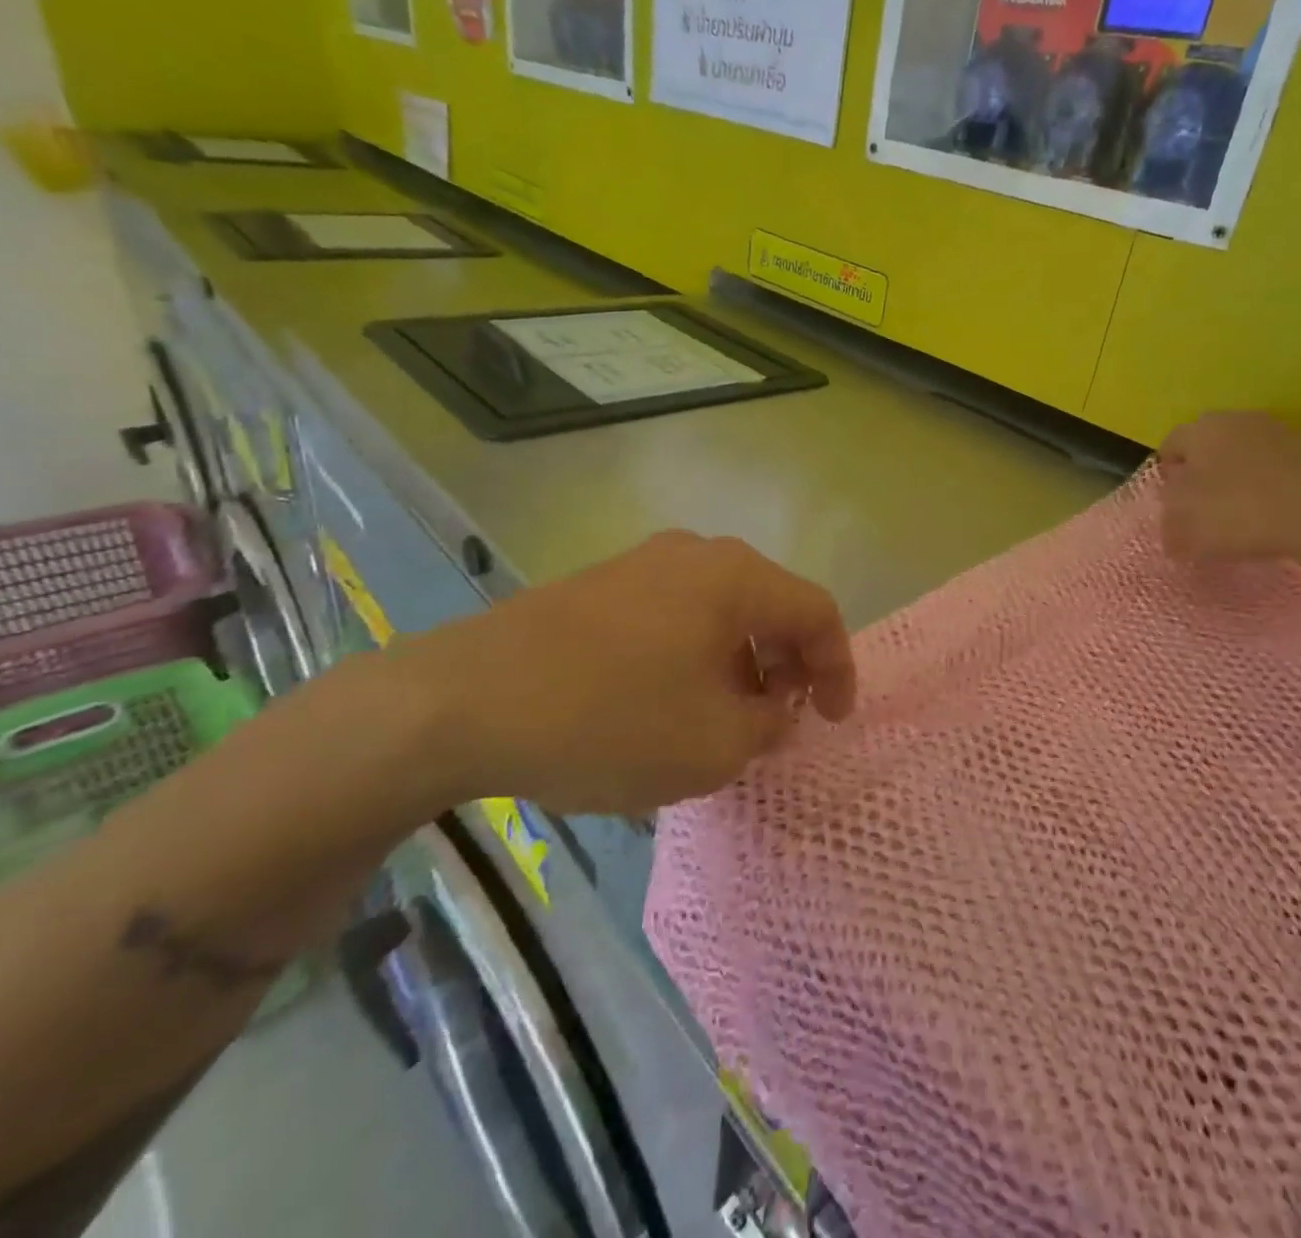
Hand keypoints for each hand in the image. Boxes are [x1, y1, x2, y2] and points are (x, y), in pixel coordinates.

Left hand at [382, 532, 856, 816]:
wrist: (461, 702)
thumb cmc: (609, 720)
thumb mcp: (712, 745)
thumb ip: (767, 727)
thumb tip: (774, 712)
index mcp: (735, 577)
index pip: (816, 611)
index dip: (839, 668)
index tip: (833, 721)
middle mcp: (695, 555)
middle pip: (769, 605)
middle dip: (788, 666)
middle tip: (781, 721)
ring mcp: (641, 565)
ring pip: (720, 611)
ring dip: (741, 664)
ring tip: (726, 720)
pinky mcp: (599, 587)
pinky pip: (674, 617)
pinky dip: (696, 657)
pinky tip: (670, 704)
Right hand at [1158, 413, 1300, 568]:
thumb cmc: (1237, 510)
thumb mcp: (1183, 526)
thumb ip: (1168, 523)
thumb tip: (1171, 525)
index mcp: (1199, 428)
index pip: (1169, 447)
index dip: (1164, 478)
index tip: (1167, 508)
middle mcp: (1236, 420)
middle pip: (1206, 450)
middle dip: (1200, 479)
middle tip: (1197, 514)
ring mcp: (1278, 435)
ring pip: (1241, 461)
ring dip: (1234, 485)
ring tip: (1233, 522)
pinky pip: (1272, 475)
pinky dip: (1264, 494)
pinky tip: (1265, 521)